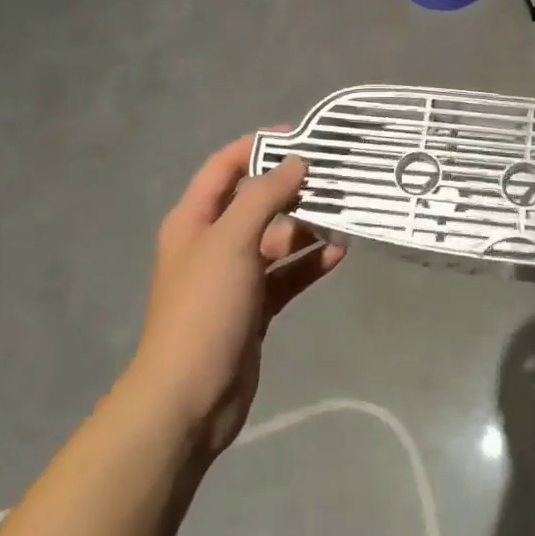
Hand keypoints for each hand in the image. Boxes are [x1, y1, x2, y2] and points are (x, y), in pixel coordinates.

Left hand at [126, 135, 344, 457]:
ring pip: (277, 239)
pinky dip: (310, 263)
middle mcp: (213, 243)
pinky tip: (338, 256)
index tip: (301, 137)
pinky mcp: (255, 306)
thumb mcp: (231, 241)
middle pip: (256, 202)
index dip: (258, 146)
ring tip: (345, 218)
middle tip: (335, 179)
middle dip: (293, 189)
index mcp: (194, 220)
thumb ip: (264, 196)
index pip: (225, 166)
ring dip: (307, 228)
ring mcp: (235, 277)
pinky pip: (287, 274)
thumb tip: (296, 162)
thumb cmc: (204, 308)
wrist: (189, 398)